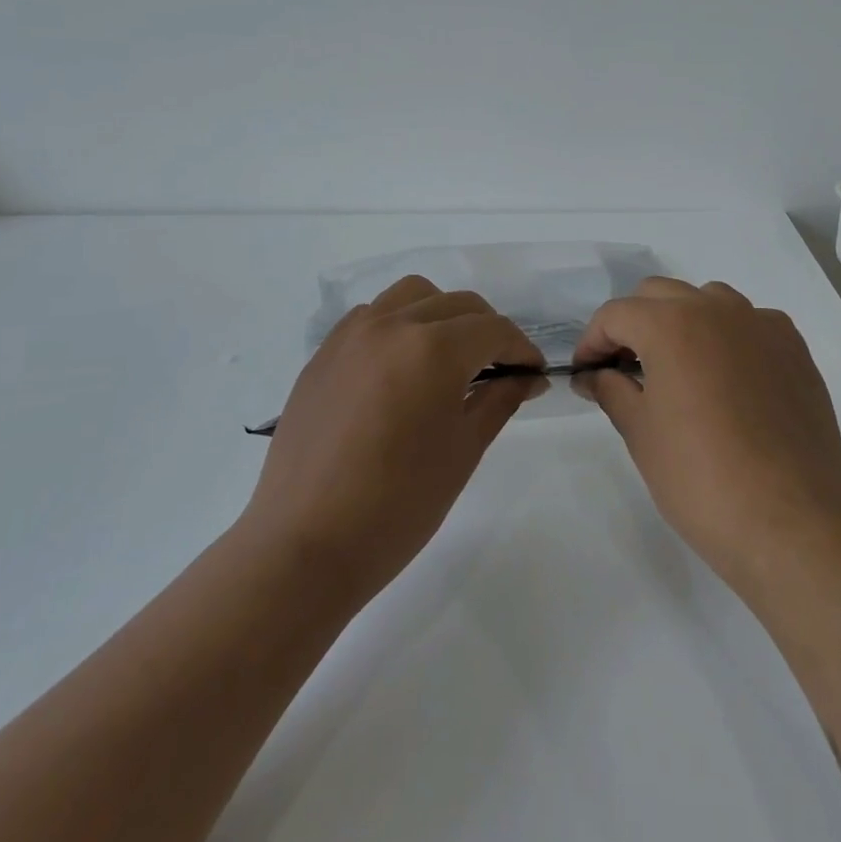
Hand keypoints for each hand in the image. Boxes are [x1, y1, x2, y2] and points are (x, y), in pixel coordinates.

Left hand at [241, 276, 543, 601]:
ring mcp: (351, 335)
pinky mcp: (323, 354)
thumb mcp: (464, 450)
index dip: (521, 350)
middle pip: (457, 305)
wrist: (307, 544)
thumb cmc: (399, 505)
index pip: (494, 330)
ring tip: (449, 359)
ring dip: (442, 316)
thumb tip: (528, 377)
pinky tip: (402, 369)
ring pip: (412, 297)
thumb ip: (500, 400)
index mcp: (432, 349)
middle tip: (500, 370)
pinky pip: (372, 316)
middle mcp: (391, 325)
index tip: (533, 374)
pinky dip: (400, 325)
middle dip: (488, 331)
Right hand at [572, 278, 840, 590]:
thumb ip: (611, 390)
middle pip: (660, 295)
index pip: (616, 314)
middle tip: (624, 370)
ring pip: (709, 301)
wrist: (789, 519)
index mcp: (671, 324)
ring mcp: (762, 326)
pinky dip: (727, 338)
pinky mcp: (795, 350)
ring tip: (678, 370)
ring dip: (682, 322)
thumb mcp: (640, 433)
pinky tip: (727, 381)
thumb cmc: (700, 477)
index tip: (587, 374)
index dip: (592, 342)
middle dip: (634, 324)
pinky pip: (750, 325)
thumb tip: (594, 375)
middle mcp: (718, 310)